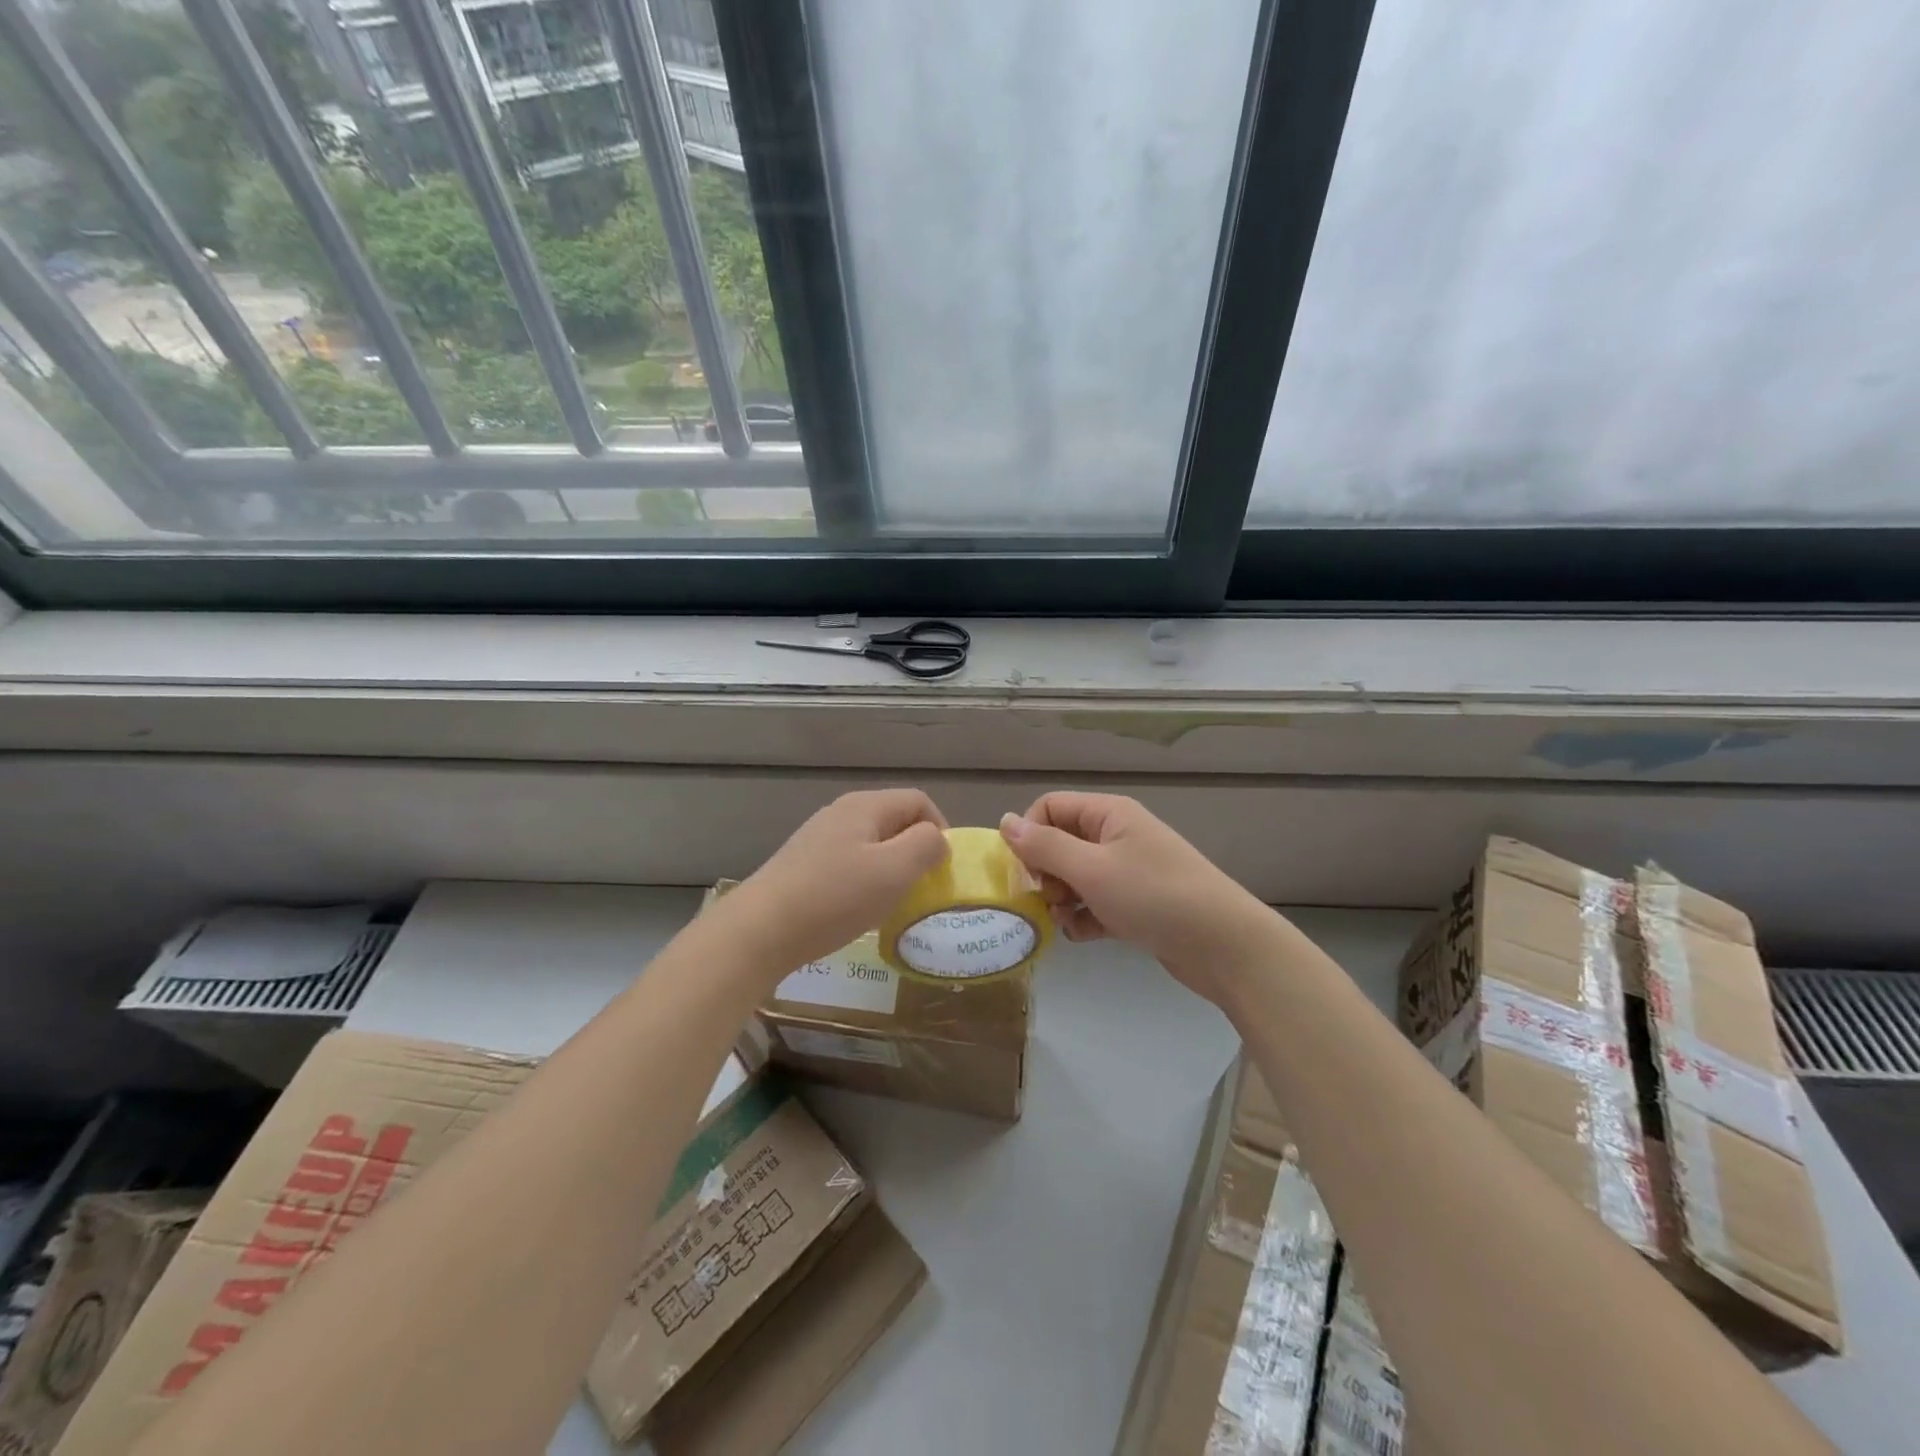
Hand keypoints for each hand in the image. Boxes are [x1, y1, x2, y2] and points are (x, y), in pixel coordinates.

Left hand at [723, 789, 949, 978]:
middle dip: (914, 850)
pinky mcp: (802, 864)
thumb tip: (936, 839)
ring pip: (871, 843)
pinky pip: (848, 863)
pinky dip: (863, 881)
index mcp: (865, 806)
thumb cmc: (835, 898)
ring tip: (891, 902)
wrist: (760, 930)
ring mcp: (818, 838)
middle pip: (894, 820)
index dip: (940, 829)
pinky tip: (856, 909)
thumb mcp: (894, 871)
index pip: (918, 801)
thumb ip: (925, 846)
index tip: (943, 869)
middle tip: (920, 888)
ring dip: (889, 868)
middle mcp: (840, 812)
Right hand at [999, 793, 1275, 1006]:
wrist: (1224, 945)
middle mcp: (1117, 836)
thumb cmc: (1154, 895)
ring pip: (1075, 877)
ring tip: (1067, 921)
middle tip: (1048, 899)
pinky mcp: (1136, 904)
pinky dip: (1084, 918)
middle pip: (1060, 843)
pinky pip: (1095, 903)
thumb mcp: (1092, 868)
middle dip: (1045, 873)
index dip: (1030, 836)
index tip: (1025, 873)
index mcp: (1108, 814)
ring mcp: (1128, 871)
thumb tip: (1004, 822)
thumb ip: (1044, 847)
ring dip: (1062, 899)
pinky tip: (1085, 935)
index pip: (1049, 808)